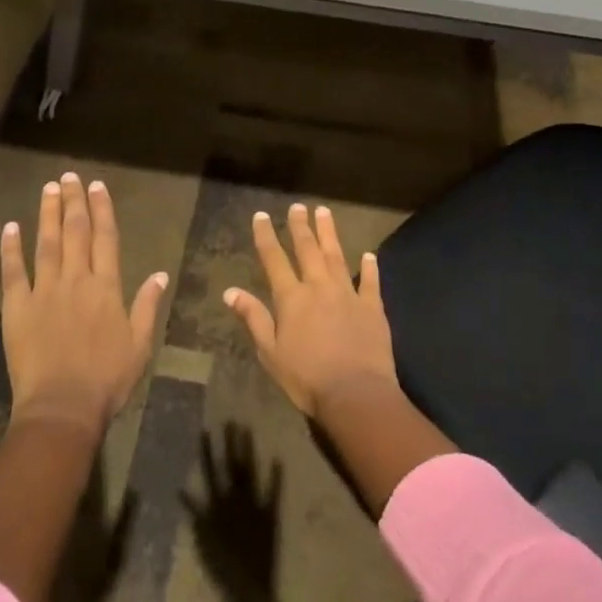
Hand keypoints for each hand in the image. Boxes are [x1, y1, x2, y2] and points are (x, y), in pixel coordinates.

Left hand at [1, 173, 167, 436]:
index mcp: (106, 287)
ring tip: (48, 188)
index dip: (102, 210)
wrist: (62, 408)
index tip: (98, 186)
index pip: (105, 238)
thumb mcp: (139, 345)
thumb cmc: (106, 380)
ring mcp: (44, 291)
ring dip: (48, 213)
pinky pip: (13, 271)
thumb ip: (148, 306)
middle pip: (75, 232)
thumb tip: (160, 273)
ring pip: (47, 243)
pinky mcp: (18, 307)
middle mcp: (76, 280)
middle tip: (70, 176)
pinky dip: (11, 248)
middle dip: (74, 201)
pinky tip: (11, 227)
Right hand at [182, 424, 284, 594]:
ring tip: (247, 430)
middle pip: (232, 466)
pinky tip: (278, 458)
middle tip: (230, 420)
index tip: (205, 430)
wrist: (248, 587)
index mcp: (218, 504)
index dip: (208, 451)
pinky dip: (276, 477)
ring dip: (248, 451)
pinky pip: (273, 492)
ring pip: (250, 472)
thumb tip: (181, 491)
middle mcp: (236, 499)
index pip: (211, 471)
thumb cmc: (221, 567)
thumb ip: (194, 514)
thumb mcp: (202, 540)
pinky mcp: (270, 514)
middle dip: (230, 443)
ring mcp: (254, 505)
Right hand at [223, 204, 397, 419]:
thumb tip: (230, 291)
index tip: (261, 215)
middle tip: (298, 206)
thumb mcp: (270, 352)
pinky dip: (369, 267)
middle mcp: (319, 287)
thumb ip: (254, 318)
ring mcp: (348, 294)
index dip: (266, 236)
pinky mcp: (372, 308)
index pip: (274, 259)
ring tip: (324, 212)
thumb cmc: (306, 378)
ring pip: (336, 256)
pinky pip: (370, 282)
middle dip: (300, 227)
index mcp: (291, 298)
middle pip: (307, 250)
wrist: (356, 394)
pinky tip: (369, 255)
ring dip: (329, 233)